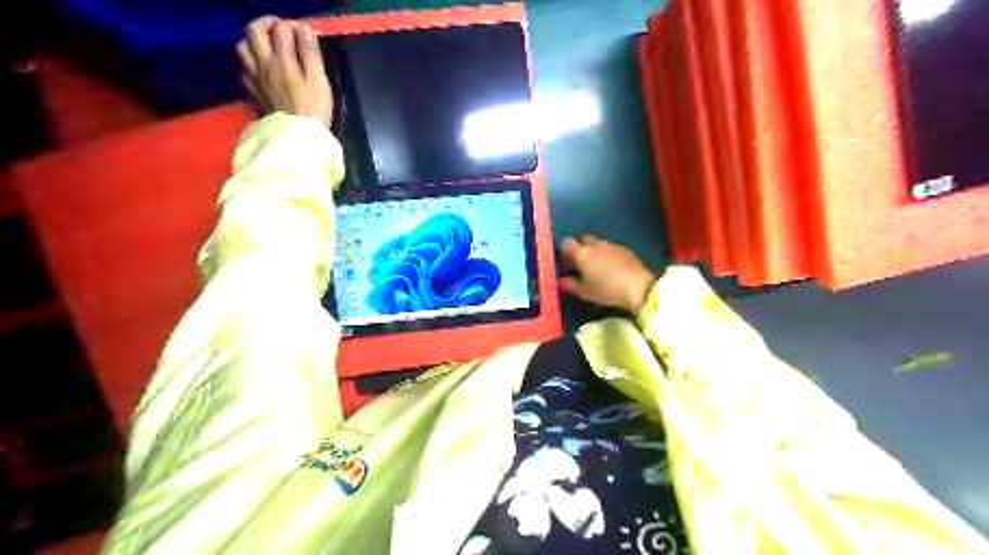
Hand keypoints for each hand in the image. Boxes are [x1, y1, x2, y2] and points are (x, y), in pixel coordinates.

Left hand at [236, 14, 332, 125]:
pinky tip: (262, 68)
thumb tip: (306, 31)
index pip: (282, 30)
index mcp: (282, 60)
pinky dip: (251, 63)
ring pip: (243, 47)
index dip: (295, 26)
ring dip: (254, 41)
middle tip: (283, 29)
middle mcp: (263, 64)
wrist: (299, 137)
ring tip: (269, 45)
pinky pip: (244, 69)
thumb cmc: (314, 109)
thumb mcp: (319, 80)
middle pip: (254, 30)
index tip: (308, 33)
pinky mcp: (253, 92)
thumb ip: (311, 54)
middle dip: (268, 23)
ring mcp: (255, 78)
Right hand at [556, 233, 654, 313]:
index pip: (566, 242)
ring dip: (595, 251)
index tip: (568, 264)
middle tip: (582, 265)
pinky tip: (613, 269)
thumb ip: (570, 285)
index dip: (565, 251)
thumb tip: (561, 280)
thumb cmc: (606, 290)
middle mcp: (595, 245)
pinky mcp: (625, 249)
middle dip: (580, 248)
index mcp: (582, 253)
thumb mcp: (584, 292)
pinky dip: (608, 255)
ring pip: (598, 243)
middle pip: (583, 239)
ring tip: (598, 268)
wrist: (638, 287)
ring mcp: (612, 245)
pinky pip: (611, 248)